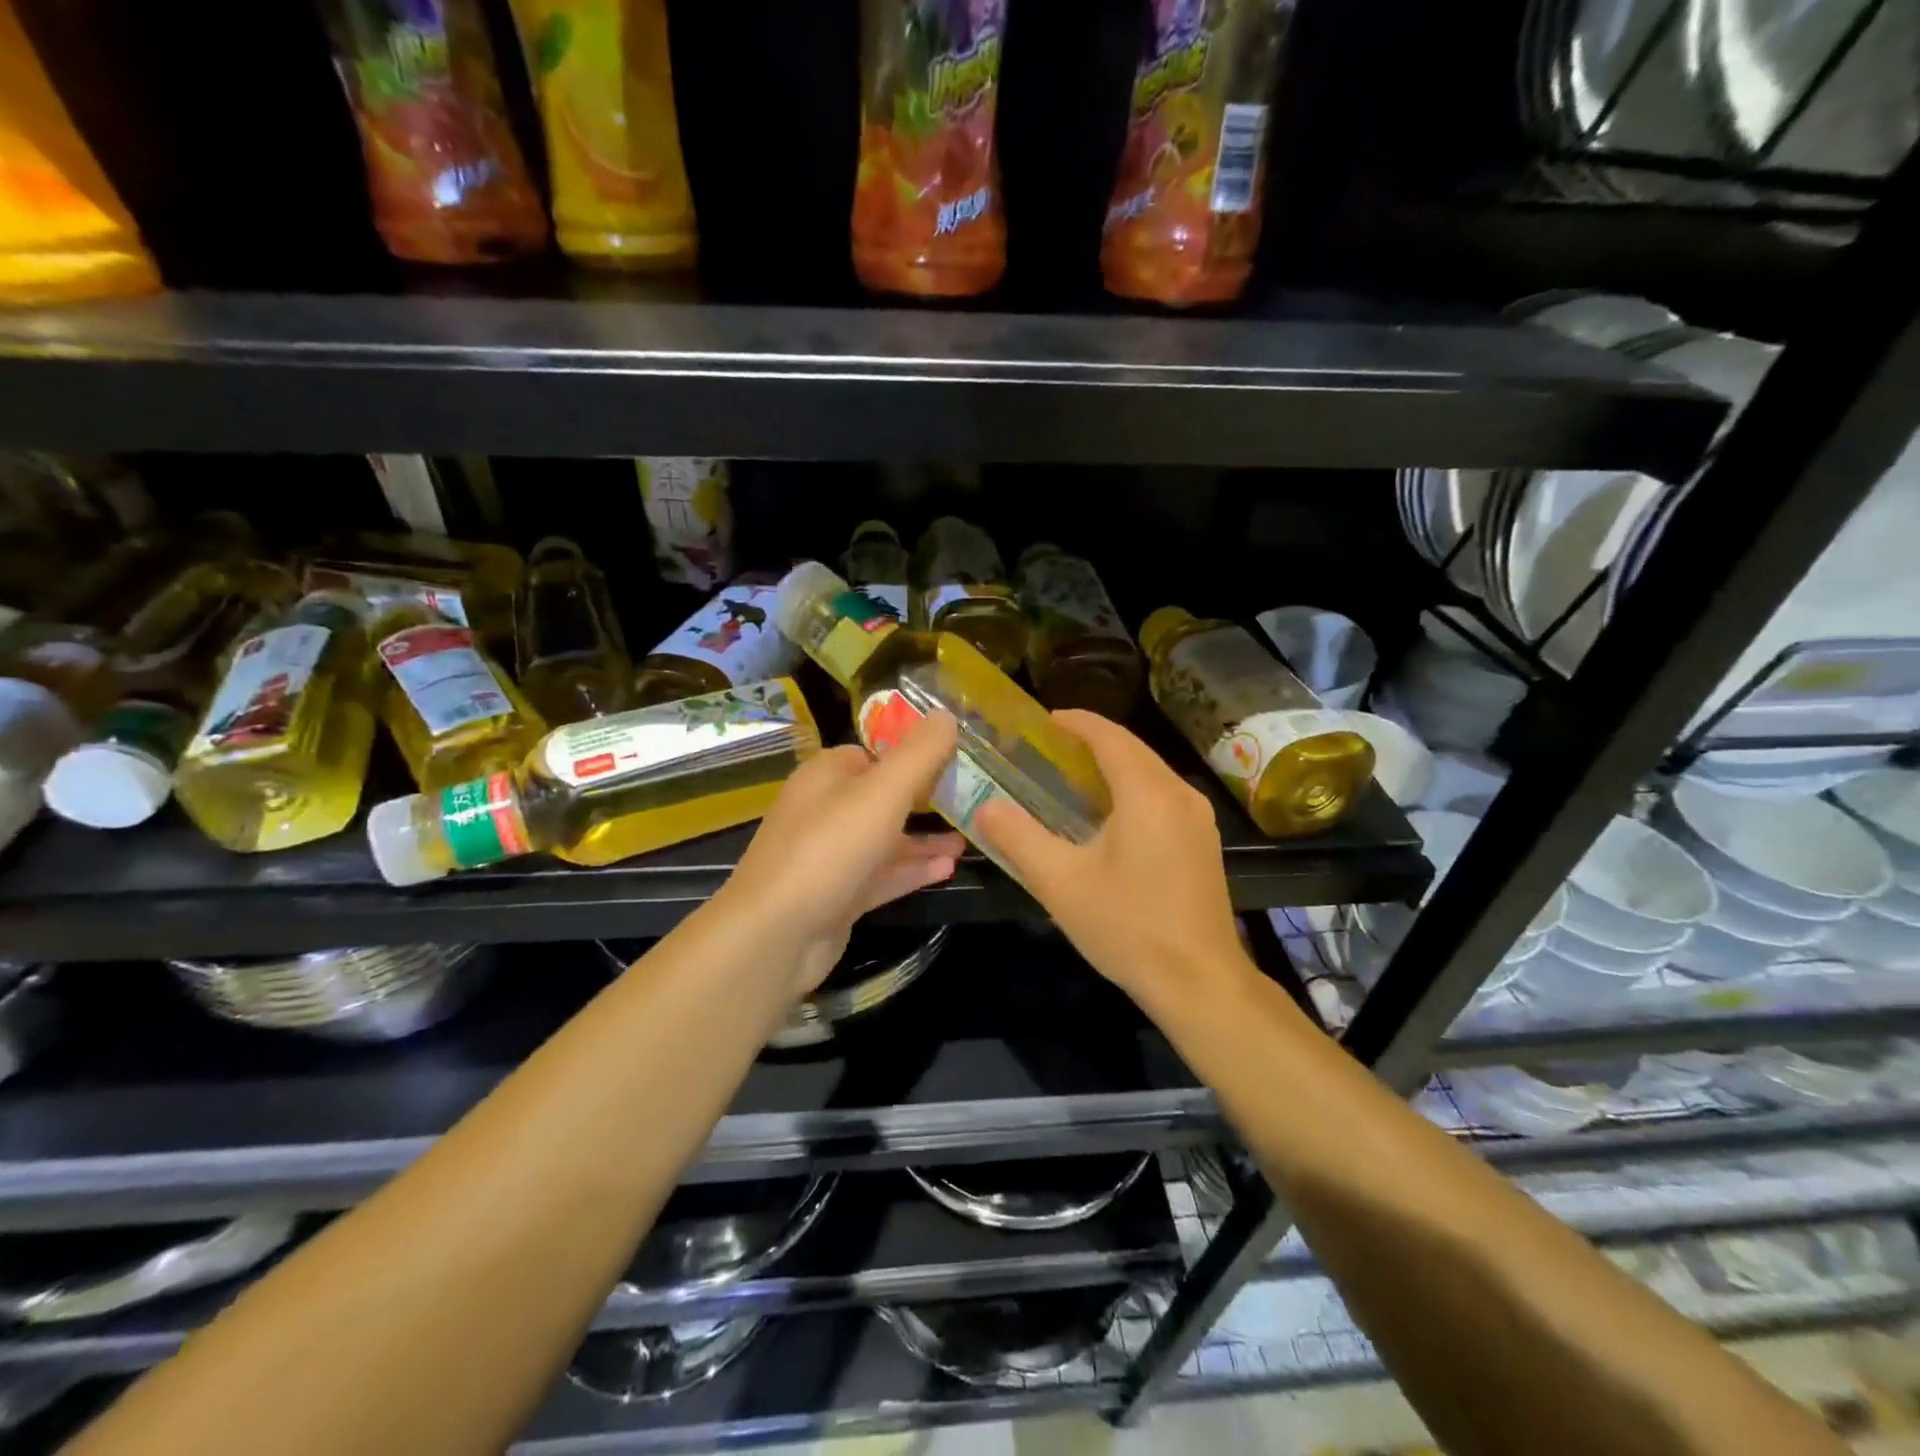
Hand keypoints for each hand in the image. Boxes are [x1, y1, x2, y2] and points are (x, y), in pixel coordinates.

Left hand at [720, 711, 965, 995]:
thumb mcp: (883, 792)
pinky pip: (880, 875)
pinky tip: (948, 870)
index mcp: (826, 775)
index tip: (955, 759)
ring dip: (924, 839)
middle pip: (881, 796)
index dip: (912, 754)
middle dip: (924, 799)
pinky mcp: (837, 895)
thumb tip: (946, 715)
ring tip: (969, 839)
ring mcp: (829, 856)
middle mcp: (824, 810)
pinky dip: (911, 870)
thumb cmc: (830, 848)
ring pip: (884, 839)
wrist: (775, 935)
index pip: (873, 752)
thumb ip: (919, 754)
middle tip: (971, 800)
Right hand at [974, 710, 1249, 1008]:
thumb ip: (1018, 838)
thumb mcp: (1060, 883)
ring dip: (1112, 766)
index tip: (1044, 720)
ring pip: (1150, 773)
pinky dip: (1131, 790)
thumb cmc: (1127, 927)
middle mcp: (1179, 794)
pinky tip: (1108, 816)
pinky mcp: (1203, 843)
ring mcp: (1197, 819)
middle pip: (1132, 749)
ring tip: (1071, 777)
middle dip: (1091, 741)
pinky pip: (1162, 797)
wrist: (1199, 982)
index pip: (1109, 736)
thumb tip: (985, 807)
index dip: (1075, 722)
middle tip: (1048, 749)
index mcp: (1147, 792)